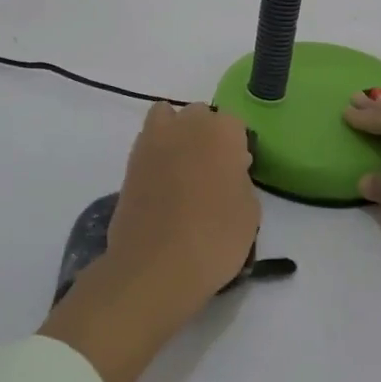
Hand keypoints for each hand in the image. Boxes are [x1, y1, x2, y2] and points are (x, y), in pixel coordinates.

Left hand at [104, 102, 259, 313]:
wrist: (156, 265)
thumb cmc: (215, 238)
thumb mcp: (250, 211)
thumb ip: (241, 180)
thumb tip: (228, 173)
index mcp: (223, 131)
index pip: (235, 125)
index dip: (237, 148)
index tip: (238, 173)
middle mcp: (187, 125)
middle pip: (200, 115)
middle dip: (207, 134)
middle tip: (212, 171)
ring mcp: (153, 140)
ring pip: (168, 118)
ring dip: (177, 133)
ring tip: (183, 168)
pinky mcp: (130, 161)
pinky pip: (148, 142)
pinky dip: (156, 152)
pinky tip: (163, 183)